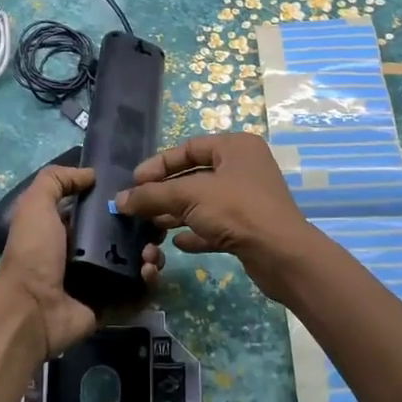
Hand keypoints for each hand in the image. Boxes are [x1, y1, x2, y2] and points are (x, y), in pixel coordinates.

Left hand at [0, 165, 164, 357]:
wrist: (30, 309)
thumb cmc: (34, 253)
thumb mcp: (36, 205)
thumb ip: (57, 180)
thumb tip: (90, 174)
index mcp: (69, 231)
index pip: (104, 213)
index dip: (125, 204)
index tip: (146, 196)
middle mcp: (86, 255)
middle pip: (127, 238)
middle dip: (146, 231)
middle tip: (156, 229)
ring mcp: (101, 283)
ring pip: (137, 264)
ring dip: (151, 256)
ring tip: (151, 254)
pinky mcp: (112, 307)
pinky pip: (138, 294)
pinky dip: (149, 284)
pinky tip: (148, 273)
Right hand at [115, 133, 314, 302]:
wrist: (281, 254)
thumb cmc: (236, 210)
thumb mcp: (189, 196)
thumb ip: (152, 195)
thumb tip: (120, 200)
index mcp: (235, 147)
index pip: (189, 148)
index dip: (160, 164)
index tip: (135, 182)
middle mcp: (244, 168)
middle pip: (195, 176)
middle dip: (165, 192)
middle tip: (138, 206)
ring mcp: (249, 199)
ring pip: (204, 202)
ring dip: (176, 213)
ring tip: (151, 226)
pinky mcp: (250, 228)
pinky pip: (216, 226)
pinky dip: (196, 232)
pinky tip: (176, 243)